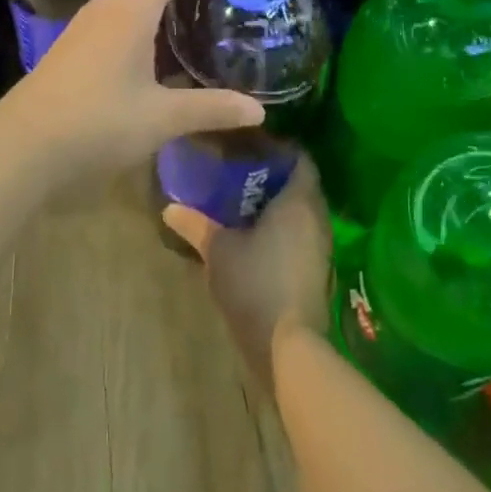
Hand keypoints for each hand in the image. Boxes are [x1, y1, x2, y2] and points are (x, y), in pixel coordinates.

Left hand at [0, 0, 264, 178]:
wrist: (24, 144)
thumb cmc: (97, 123)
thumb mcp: (161, 118)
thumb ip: (210, 109)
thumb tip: (258, 112)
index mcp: (129, 12)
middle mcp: (105, 8)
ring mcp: (84, 26)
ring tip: (188, 2)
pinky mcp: (73, 45)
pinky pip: (112, 7)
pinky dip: (138, 5)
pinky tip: (151, 39)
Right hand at [163, 156, 332, 384]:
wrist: (287, 345)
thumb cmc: (255, 283)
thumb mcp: (217, 250)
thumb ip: (195, 224)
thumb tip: (169, 208)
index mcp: (298, 200)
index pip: (299, 157)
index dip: (277, 147)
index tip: (249, 146)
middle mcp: (317, 216)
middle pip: (300, 182)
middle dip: (273, 174)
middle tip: (239, 170)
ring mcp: (321, 244)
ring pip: (302, 209)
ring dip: (278, 202)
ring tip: (242, 200)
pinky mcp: (317, 268)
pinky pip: (302, 232)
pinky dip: (283, 226)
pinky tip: (255, 234)